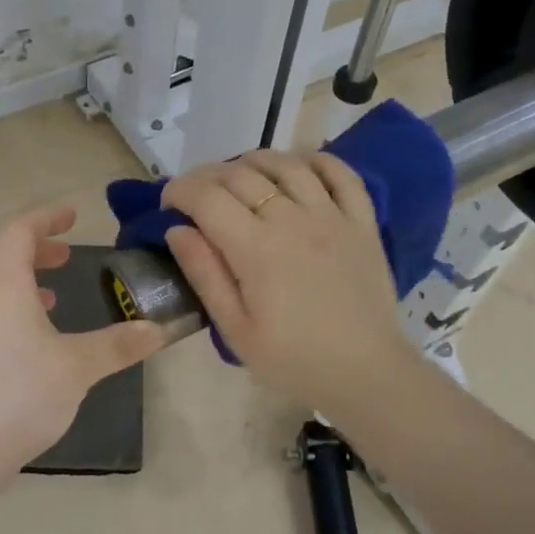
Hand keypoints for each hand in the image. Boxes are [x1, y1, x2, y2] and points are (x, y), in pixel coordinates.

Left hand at [0, 206, 166, 476]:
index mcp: (2, 284)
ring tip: (52, 296)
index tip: (73, 216)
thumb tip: (158, 329)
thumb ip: (118, 345)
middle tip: (65, 254)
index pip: (20, 231)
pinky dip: (9, 307)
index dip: (47, 218)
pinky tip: (30, 339)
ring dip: (20, 278)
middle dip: (34, 246)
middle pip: (0, 253)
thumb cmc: (18, 395)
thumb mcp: (77, 367)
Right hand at [161, 150, 419, 419]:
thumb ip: (205, 275)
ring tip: (239, 176)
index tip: (168, 203)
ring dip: (254, 161)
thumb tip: (177, 230)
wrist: (366, 374)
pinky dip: (316, 160)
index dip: (179, 190)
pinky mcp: (362, 222)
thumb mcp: (236, 330)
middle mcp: (292, 220)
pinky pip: (341, 173)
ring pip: (286, 164)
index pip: (207, 197)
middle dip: (207, 176)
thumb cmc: (293, 360)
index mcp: (256, 250)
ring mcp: (332, 216)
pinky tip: (298, 166)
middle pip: (240, 174)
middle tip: (196, 195)